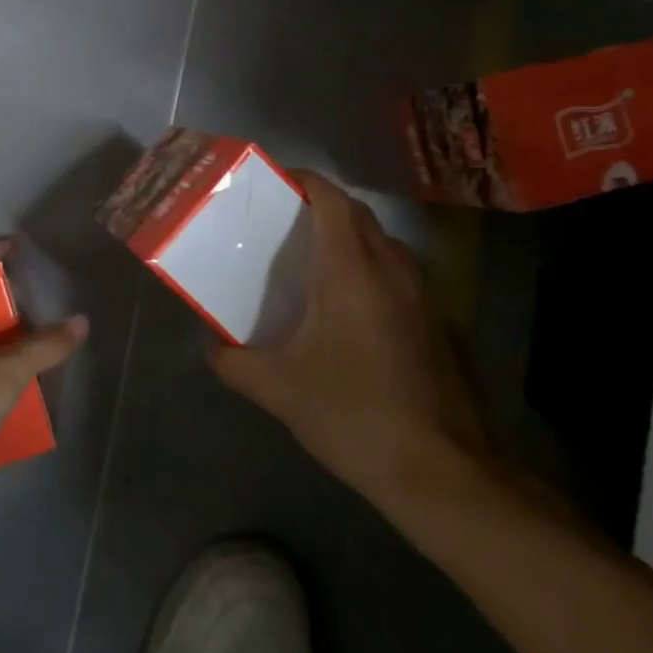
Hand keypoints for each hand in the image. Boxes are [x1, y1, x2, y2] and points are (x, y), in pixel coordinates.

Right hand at [208, 171, 487, 512]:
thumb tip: (210, 348)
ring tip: (314, 264)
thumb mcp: (278, 389)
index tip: (274, 183)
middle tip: (283, 224)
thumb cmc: (353, 414)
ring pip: (384, 245)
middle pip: (358, 215)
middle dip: (321, 207)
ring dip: (350, 240)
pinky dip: (373, 272)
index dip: (304, 180)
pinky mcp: (441, 325)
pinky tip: (353, 314)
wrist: (442, 472)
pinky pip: (401, 277)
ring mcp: (425, 296)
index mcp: (352, 270)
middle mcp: (393, 269)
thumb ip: (234, 363)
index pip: (331, 199)